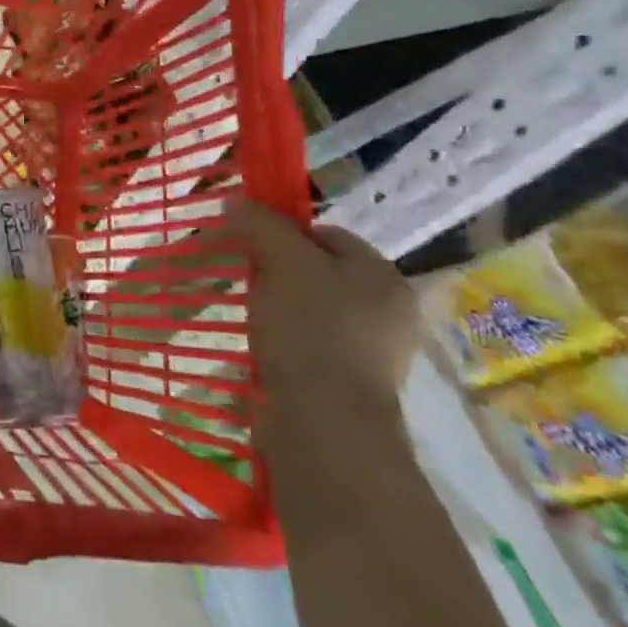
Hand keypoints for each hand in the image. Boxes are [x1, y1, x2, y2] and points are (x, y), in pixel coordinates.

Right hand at [228, 198, 417, 435]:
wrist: (325, 425)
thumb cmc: (310, 331)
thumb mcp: (281, 264)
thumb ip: (261, 226)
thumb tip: (238, 202)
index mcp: (384, 276)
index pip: (328, 234)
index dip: (285, 233)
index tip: (251, 248)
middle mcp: (389, 312)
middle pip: (320, 273)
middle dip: (280, 273)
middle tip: (250, 282)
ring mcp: (374, 353)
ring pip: (314, 311)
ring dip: (281, 310)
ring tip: (253, 319)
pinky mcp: (352, 386)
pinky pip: (313, 348)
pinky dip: (287, 344)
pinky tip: (265, 350)